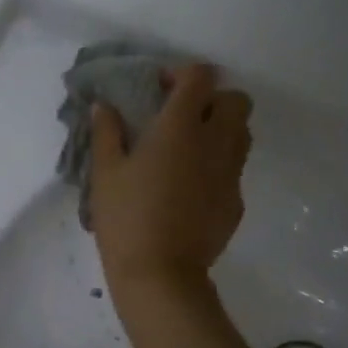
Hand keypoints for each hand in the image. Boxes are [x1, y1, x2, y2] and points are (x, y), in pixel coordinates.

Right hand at [89, 62, 251, 297]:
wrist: (160, 274)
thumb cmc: (126, 217)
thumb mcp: (105, 173)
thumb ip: (107, 133)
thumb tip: (105, 106)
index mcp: (180, 127)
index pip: (199, 77)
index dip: (181, 73)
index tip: (159, 88)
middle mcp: (215, 142)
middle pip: (235, 100)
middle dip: (212, 99)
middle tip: (182, 117)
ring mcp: (231, 173)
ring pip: (242, 133)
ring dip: (221, 129)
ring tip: (189, 148)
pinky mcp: (236, 201)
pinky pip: (234, 169)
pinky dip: (217, 166)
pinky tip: (190, 188)